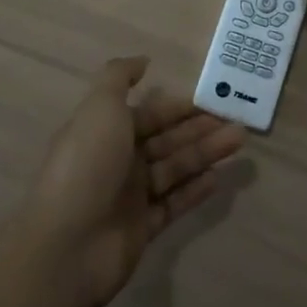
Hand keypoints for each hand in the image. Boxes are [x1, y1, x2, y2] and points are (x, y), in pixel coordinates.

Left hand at [24, 58, 243, 306]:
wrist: (67, 246)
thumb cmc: (87, 166)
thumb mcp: (100, 107)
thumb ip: (120, 77)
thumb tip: (144, 60)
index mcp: (107, 131)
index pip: (150, 113)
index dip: (180, 106)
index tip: (213, 99)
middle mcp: (119, 161)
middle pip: (167, 139)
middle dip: (200, 128)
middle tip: (237, 120)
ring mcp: (131, 196)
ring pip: (176, 168)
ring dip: (206, 153)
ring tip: (239, 141)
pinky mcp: (143, 228)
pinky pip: (175, 203)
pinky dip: (196, 190)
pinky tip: (219, 177)